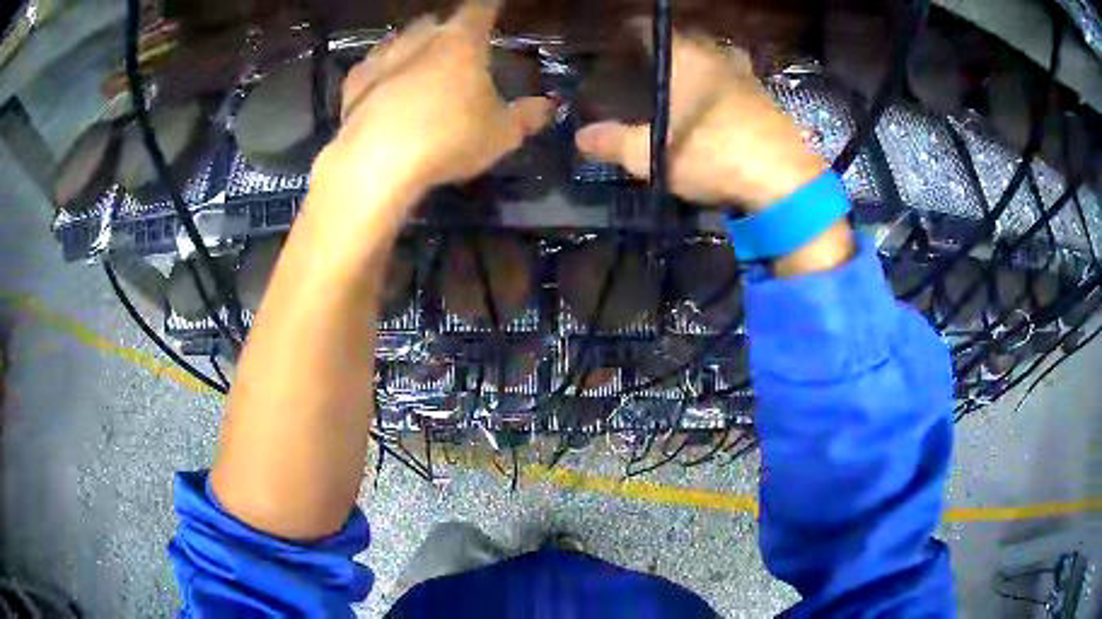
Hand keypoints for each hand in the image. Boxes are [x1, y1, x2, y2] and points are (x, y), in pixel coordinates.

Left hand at [319, 0, 553, 198]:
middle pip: (434, 21)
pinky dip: (380, 68)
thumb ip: (527, 117)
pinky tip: (382, 81)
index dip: (490, 5)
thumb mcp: (501, 134)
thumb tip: (548, 106)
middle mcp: (420, 39)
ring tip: (417, 59)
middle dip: (445, 28)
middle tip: (453, 43)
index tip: (494, 5)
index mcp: (462, 42)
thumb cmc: (448, 140)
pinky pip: (370, 64)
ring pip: (399, 38)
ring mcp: (382, 58)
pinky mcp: (354, 82)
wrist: (377, 162)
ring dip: (410, 44)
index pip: (481, 8)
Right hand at [575, 30, 825, 211]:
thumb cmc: (714, 155)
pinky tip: (715, 108)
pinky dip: (721, 87)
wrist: (784, 182)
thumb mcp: (653, 155)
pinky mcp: (767, 101)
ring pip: (716, 59)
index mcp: (687, 58)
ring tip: (682, 85)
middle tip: (648, 65)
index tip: (618, 42)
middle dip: (667, 48)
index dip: (632, 32)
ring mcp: (747, 78)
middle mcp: (718, 58)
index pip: (652, 30)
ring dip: (698, 66)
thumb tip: (580, 137)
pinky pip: (736, 82)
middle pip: (688, 41)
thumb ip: (614, 142)